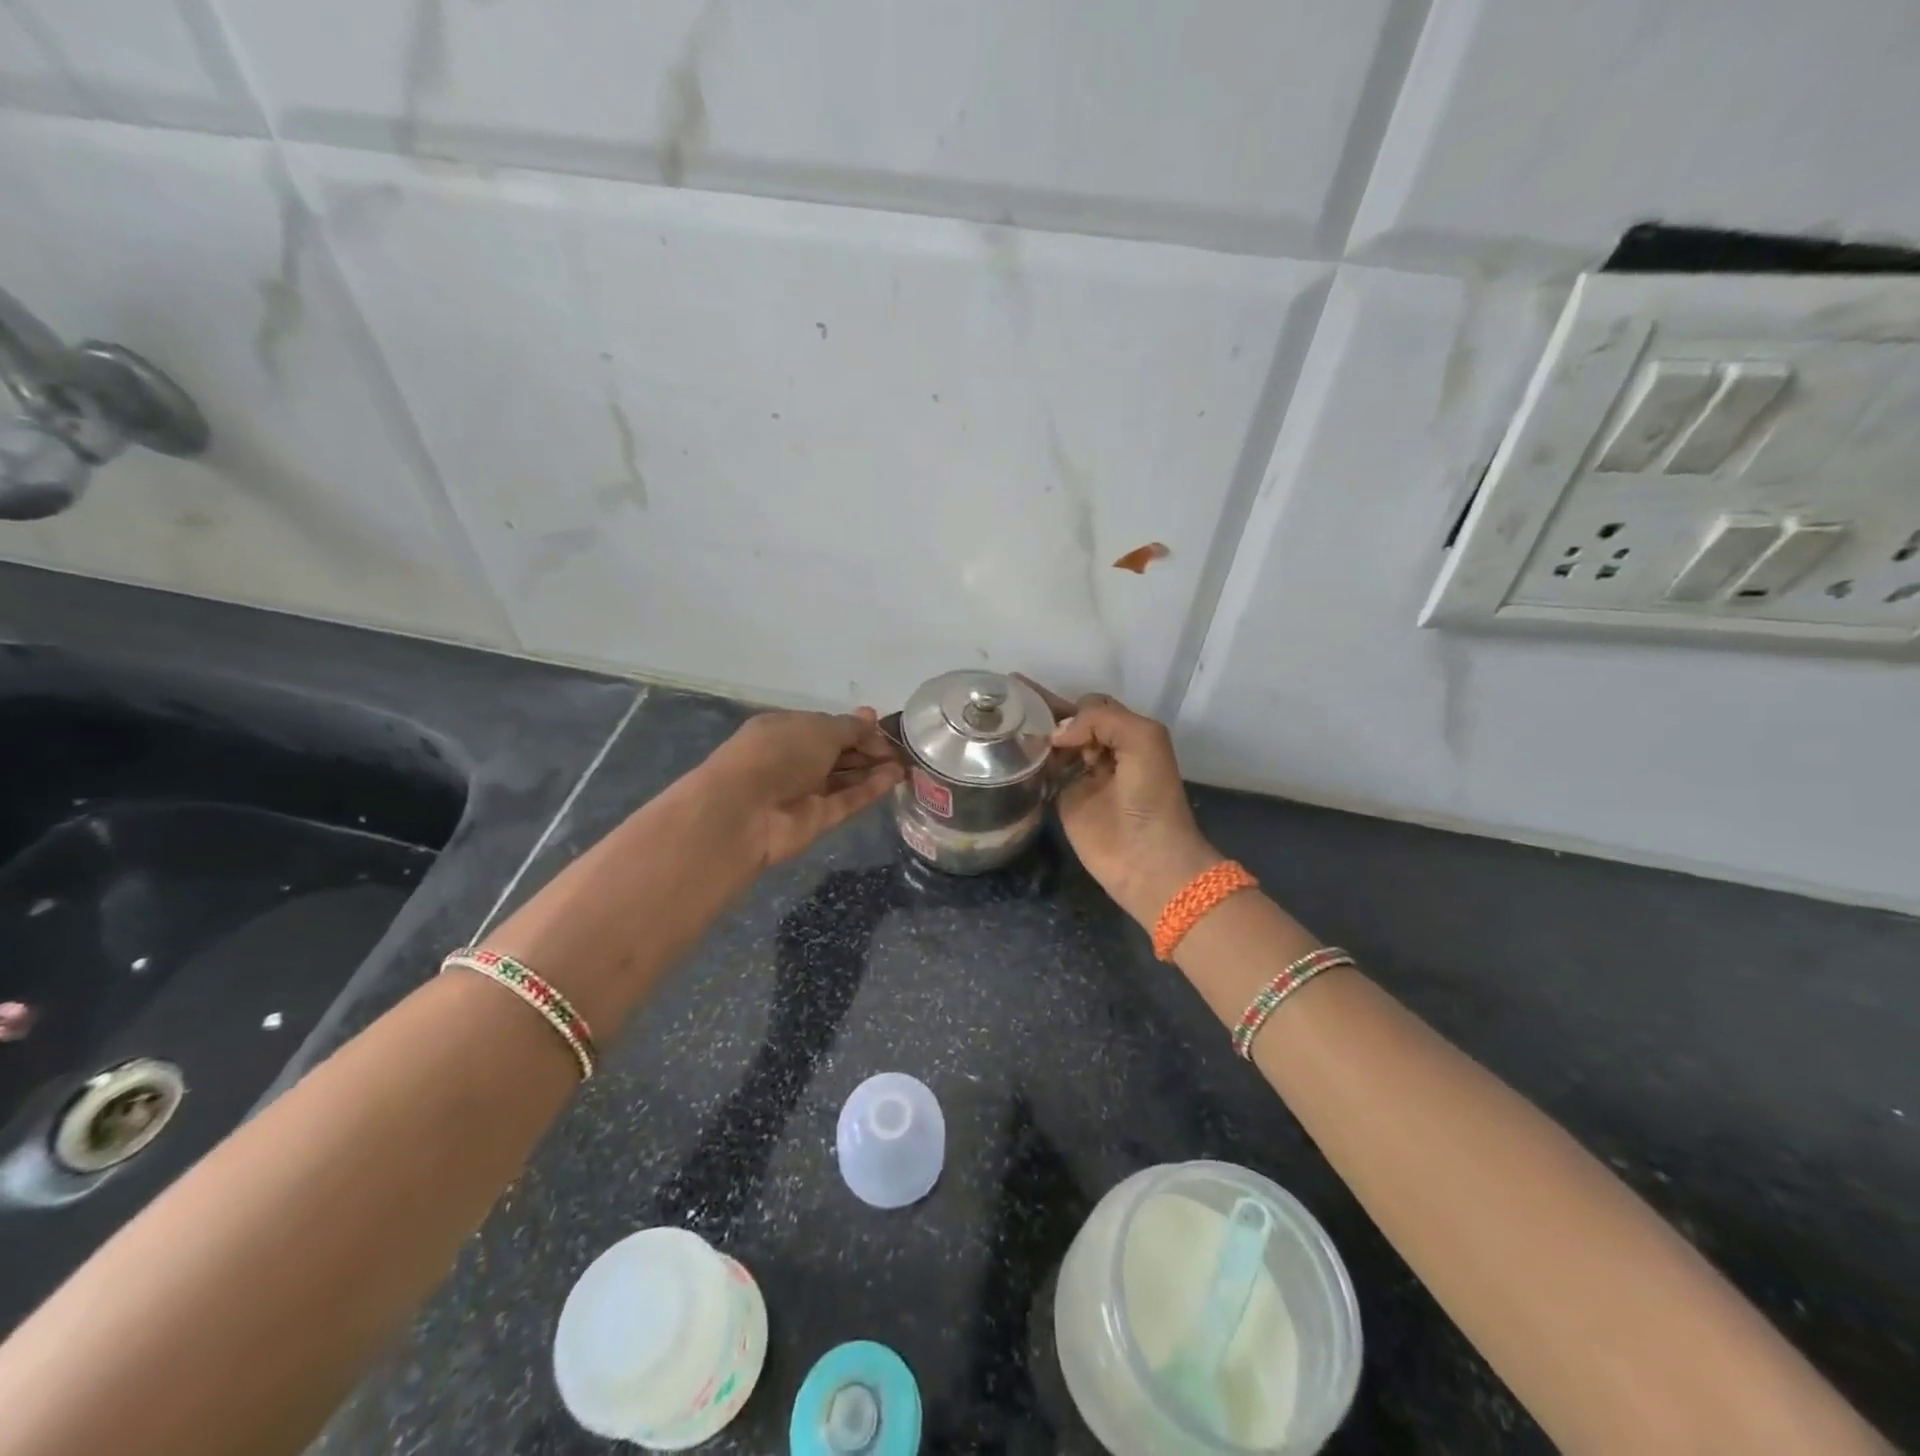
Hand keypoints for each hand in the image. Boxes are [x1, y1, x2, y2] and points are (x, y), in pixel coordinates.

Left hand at [696, 708, 904, 869]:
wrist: (744, 811)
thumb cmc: (778, 753)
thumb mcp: (819, 728)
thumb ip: (850, 727)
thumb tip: (871, 719)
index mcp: (785, 730)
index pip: (826, 726)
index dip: (855, 726)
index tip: (882, 725)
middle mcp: (794, 759)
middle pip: (837, 752)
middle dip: (868, 748)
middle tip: (901, 747)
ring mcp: (804, 791)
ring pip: (844, 777)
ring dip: (873, 769)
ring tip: (905, 763)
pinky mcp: (816, 819)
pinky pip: (847, 800)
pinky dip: (869, 789)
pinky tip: (894, 778)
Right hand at [1019, 678, 1221, 928]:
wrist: (1147, 858)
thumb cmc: (1151, 796)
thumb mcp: (1143, 740)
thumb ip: (1102, 720)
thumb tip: (1057, 733)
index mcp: (1126, 734)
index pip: (1092, 706)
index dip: (1071, 703)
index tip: (1042, 702)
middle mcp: (1102, 751)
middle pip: (1069, 722)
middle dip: (1043, 709)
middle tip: (1006, 698)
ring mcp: (1080, 777)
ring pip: (1053, 745)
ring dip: (1032, 732)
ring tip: (999, 720)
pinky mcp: (1063, 801)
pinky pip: (1042, 774)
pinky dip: (1027, 761)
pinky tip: (1004, 750)